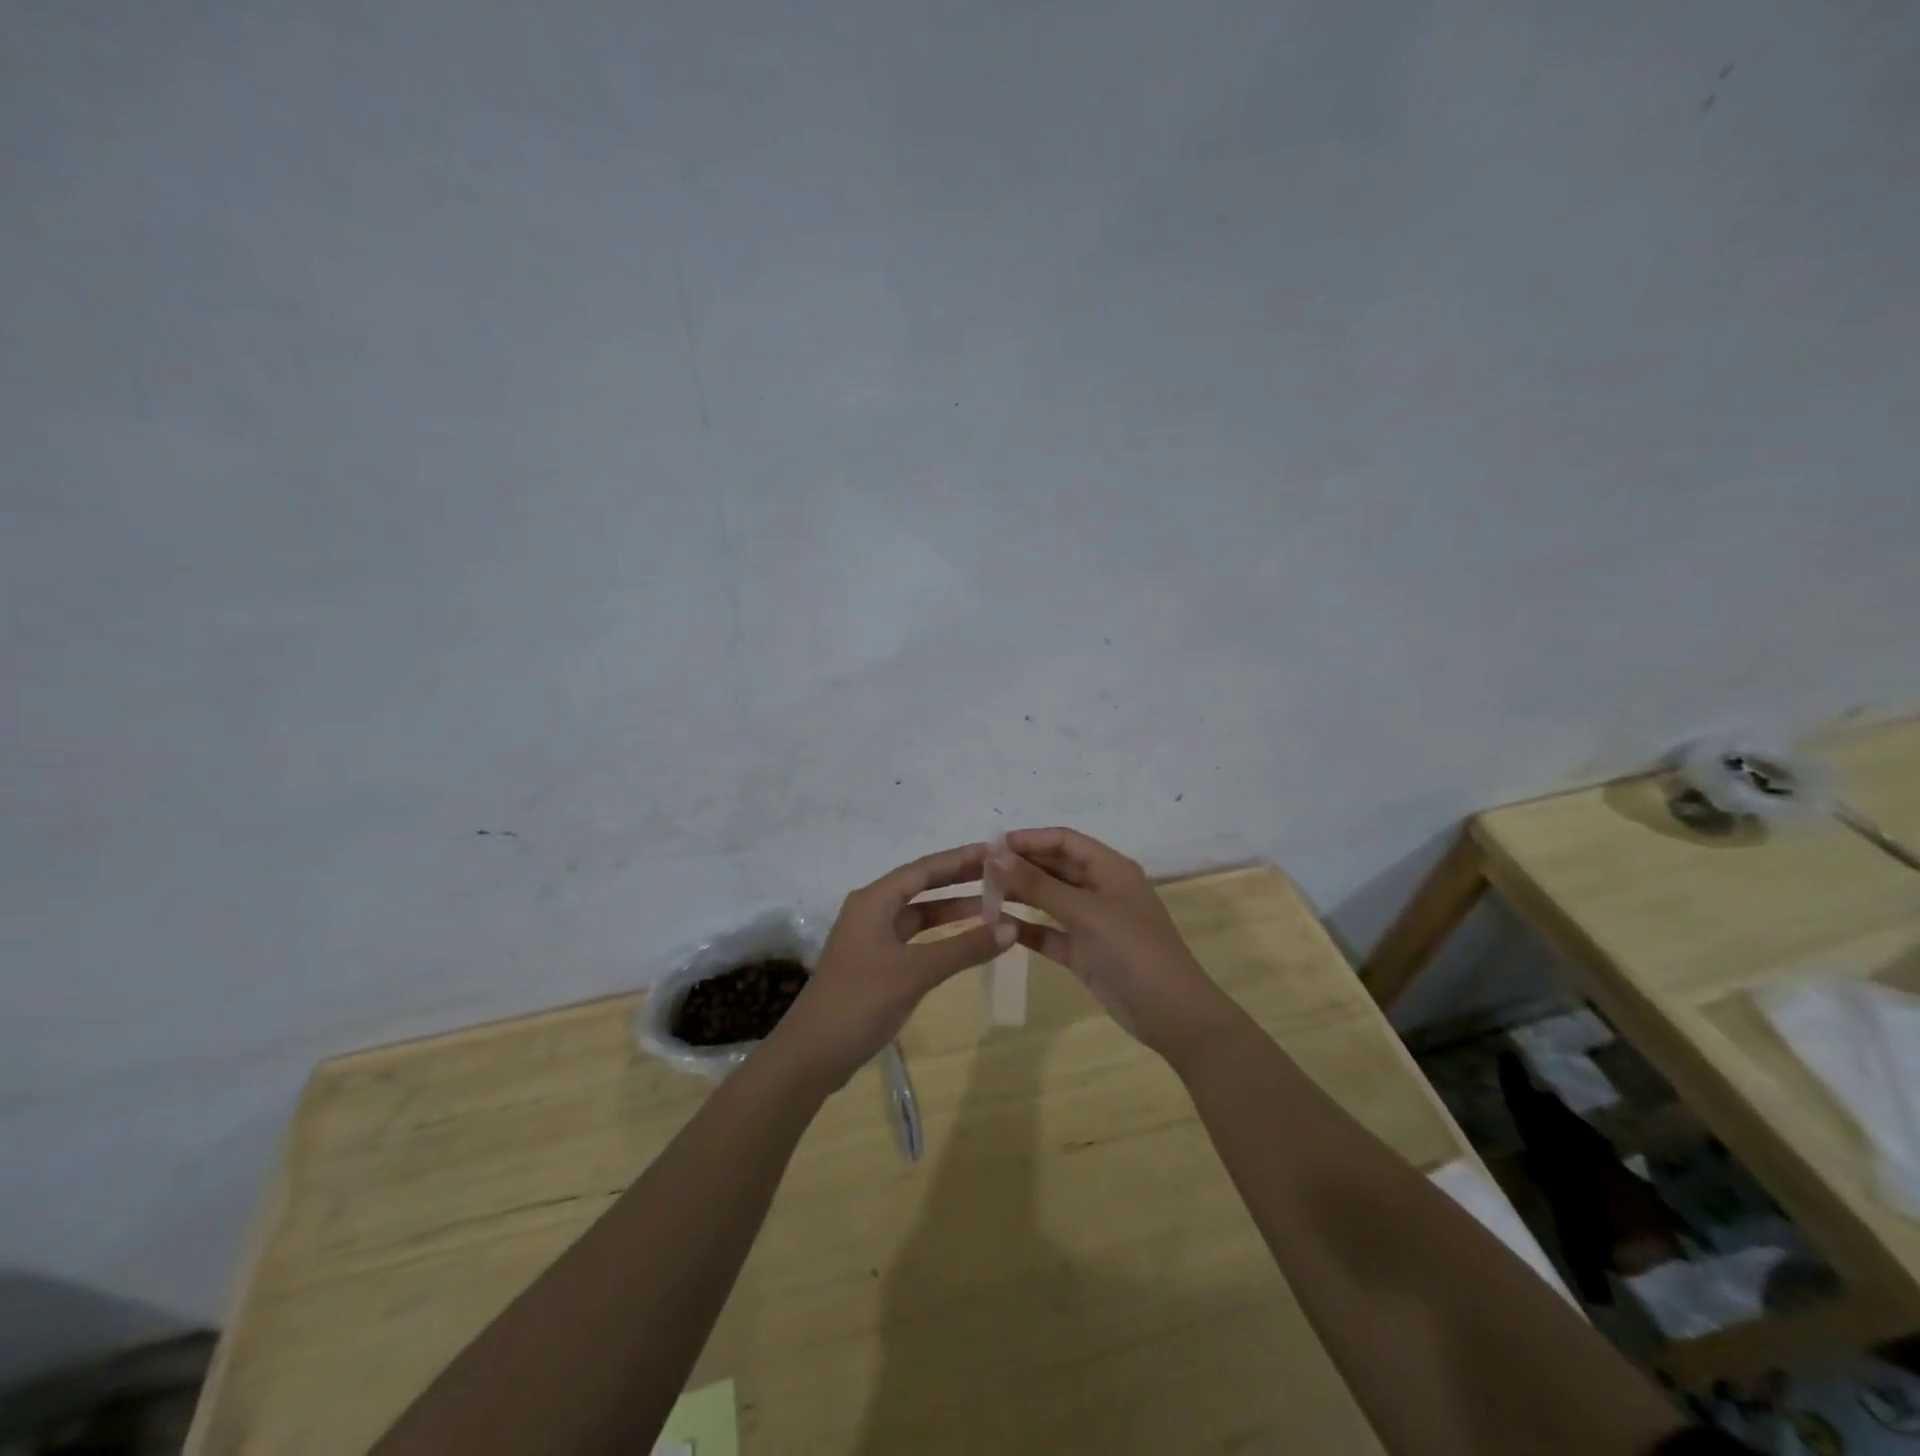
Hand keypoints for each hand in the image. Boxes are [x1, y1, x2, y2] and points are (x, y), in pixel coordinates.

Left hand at [768, 843, 1014, 1088]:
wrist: (812, 1055)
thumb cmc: (861, 1002)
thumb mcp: (916, 972)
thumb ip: (964, 948)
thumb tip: (1011, 927)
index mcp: (874, 901)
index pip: (924, 869)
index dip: (960, 859)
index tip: (996, 852)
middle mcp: (871, 910)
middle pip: (921, 886)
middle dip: (959, 880)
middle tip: (1001, 875)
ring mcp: (872, 938)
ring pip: (919, 914)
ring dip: (952, 910)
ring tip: (994, 906)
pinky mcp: (875, 963)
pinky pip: (914, 938)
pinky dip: (940, 936)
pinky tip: (966, 941)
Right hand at [988, 827, 1240, 1067]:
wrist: (1172, 1014)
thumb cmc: (1133, 950)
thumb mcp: (1085, 912)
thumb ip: (1038, 885)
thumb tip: (995, 854)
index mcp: (1110, 869)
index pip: (1064, 840)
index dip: (1029, 839)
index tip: (990, 845)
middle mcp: (1100, 889)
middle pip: (1055, 867)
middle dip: (1020, 866)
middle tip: (978, 871)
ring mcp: (1092, 922)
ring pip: (1049, 900)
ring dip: (1020, 896)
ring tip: (981, 894)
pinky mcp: (1084, 952)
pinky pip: (1050, 933)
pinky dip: (1028, 929)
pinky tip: (998, 927)